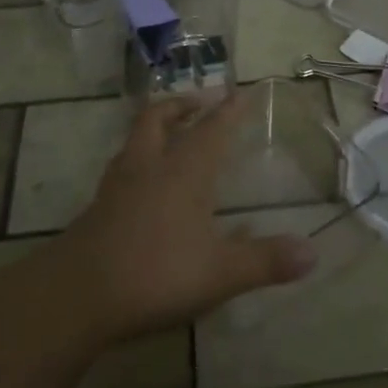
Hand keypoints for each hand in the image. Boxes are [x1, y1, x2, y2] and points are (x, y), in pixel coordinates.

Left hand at [55, 95, 317, 342]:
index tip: (242, 91)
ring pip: (135, 139)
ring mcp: (117, 186)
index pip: (212, 129)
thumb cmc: (154, 273)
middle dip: (182, 104)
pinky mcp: (97, 209)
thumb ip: (265, 261)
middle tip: (201, 102)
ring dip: (156, 128)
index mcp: (183, 171)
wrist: (74, 296)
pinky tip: (146, 189)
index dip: (230, 110)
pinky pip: (122, 169)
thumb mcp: (219, 273)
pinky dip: (139, 162)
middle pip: (160, 117)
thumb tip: (313, 253)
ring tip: (172, 135)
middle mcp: (149, 167)